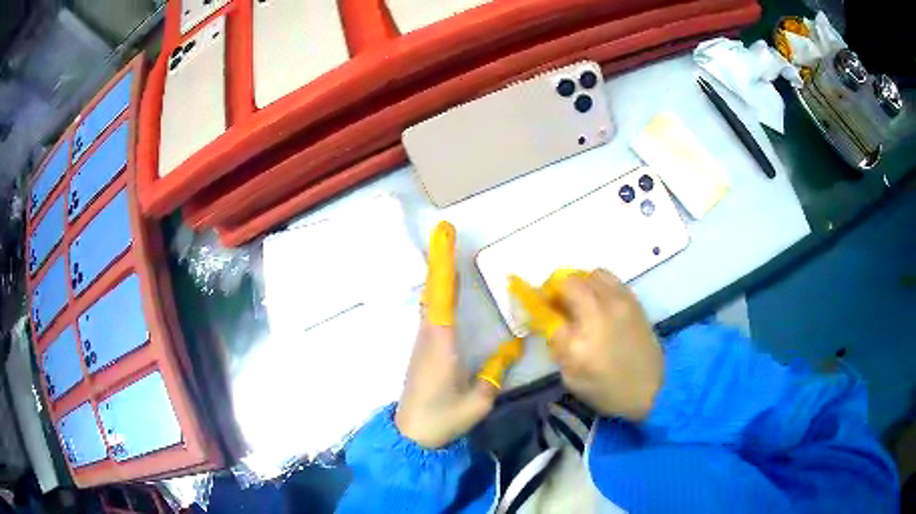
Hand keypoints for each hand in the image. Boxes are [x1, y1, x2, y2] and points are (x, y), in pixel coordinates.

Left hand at [395, 222, 499, 447]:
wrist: (411, 436)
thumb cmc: (443, 418)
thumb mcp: (478, 399)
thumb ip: (496, 371)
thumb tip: (514, 345)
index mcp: (441, 342)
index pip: (442, 294)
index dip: (443, 262)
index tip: (443, 234)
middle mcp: (428, 335)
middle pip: (433, 290)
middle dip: (439, 259)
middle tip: (445, 231)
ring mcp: (422, 342)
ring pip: (430, 300)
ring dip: (438, 273)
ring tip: (447, 251)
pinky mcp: (422, 350)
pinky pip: (430, 313)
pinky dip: (437, 293)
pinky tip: (445, 290)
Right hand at [551, 269, 662, 420]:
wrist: (651, 389)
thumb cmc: (607, 390)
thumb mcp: (572, 378)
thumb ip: (559, 345)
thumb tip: (552, 321)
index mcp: (579, 341)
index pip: (548, 311)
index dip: (539, 307)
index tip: (538, 310)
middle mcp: (599, 314)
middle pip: (570, 282)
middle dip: (557, 289)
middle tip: (557, 304)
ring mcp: (620, 303)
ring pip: (592, 275)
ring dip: (581, 284)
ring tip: (581, 301)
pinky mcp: (634, 301)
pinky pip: (611, 279)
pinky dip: (599, 285)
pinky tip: (600, 302)